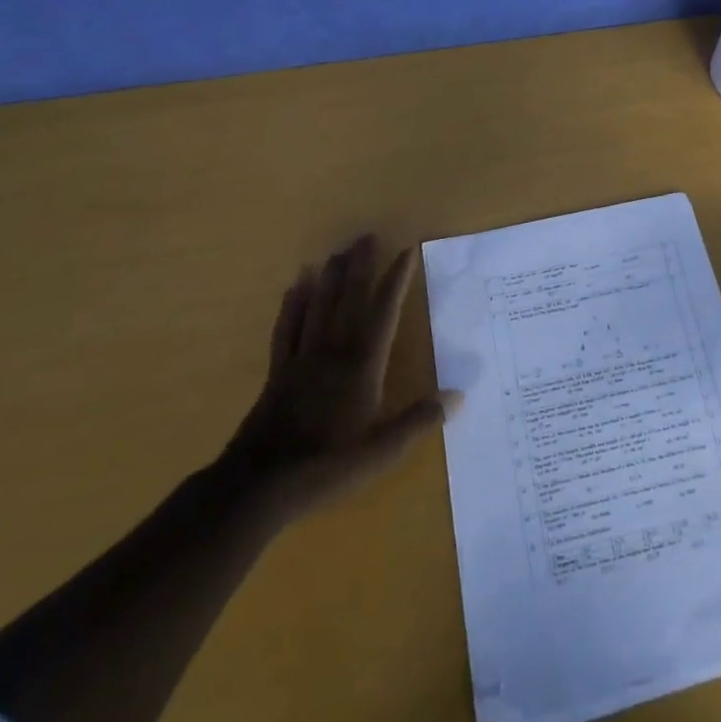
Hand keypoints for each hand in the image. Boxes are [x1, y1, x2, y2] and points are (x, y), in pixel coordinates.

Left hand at [225, 236, 458, 518]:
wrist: (261, 485)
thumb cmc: (327, 465)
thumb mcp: (382, 450)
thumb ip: (419, 420)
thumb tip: (459, 396)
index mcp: (363, 364)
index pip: (384, 311)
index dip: (396, 280)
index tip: (406, 251)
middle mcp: (334, 350)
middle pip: (349, 298)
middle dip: (360, 265)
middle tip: (366, 236)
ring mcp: (303, 358)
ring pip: (318, 305)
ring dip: (329, 276)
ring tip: (337, 250)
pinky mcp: (278, 371)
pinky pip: (287, 327)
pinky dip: (292, 303)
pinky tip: (294, 285)